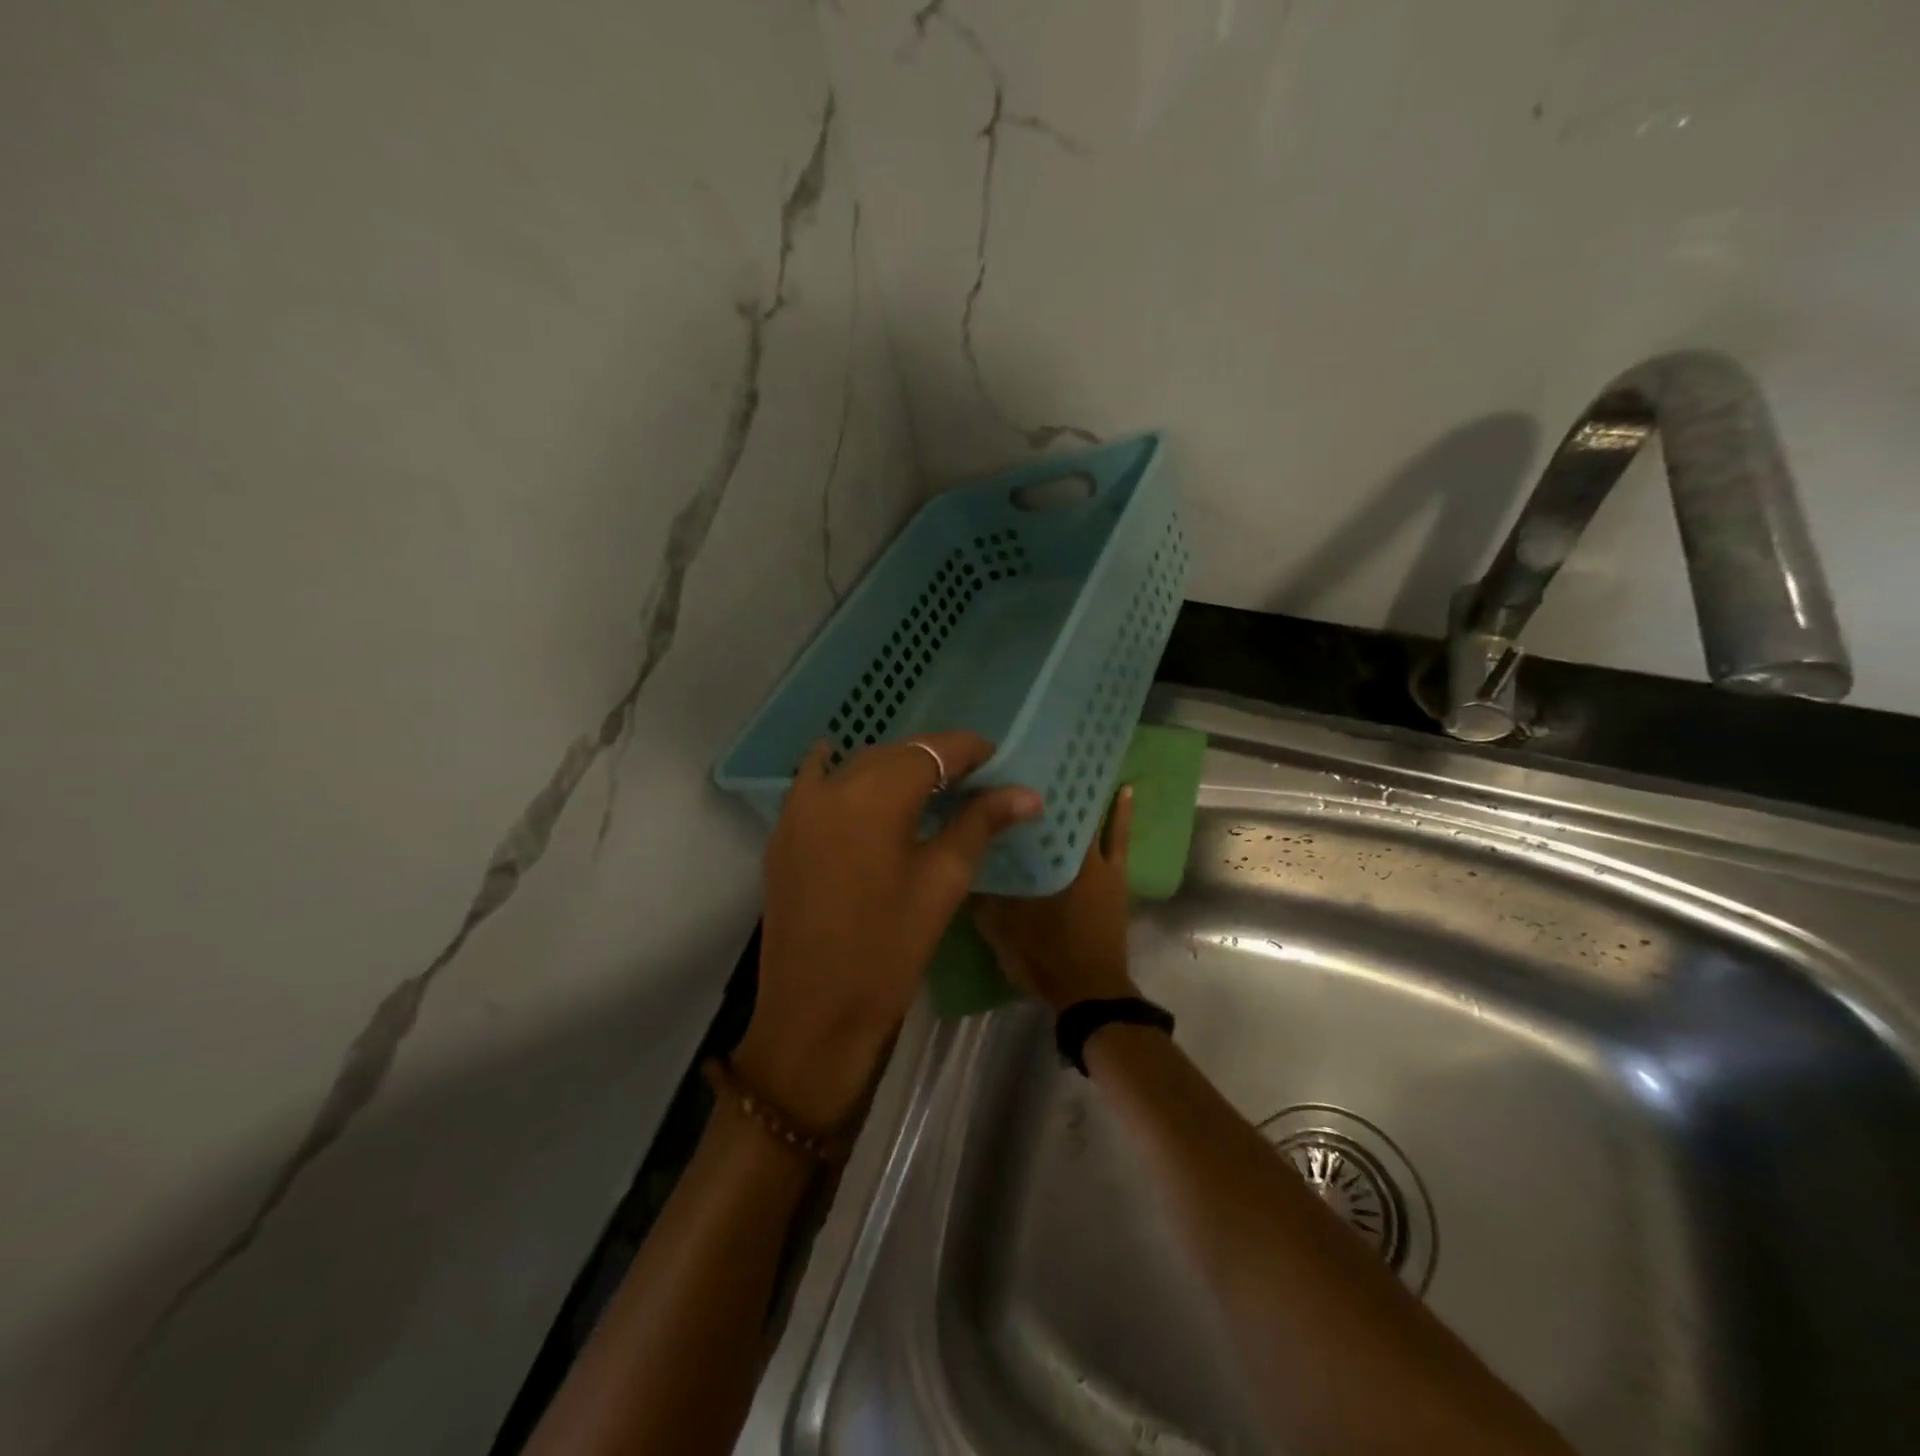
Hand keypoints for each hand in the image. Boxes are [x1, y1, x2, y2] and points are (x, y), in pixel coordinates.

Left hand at [736, 733, 1040, 1131]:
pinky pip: (815, 783)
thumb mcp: (942, 881)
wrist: (814, 1011)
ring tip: (926, 789)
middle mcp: (833, 787)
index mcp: (875, 795)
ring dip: (892, 768)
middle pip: (893, 754)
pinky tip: (852, 776)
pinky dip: (840, 772)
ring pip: (855, 766)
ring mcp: (799, 808)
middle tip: (971, 781)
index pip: (932, 750)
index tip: (997, 761)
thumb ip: (980, 824)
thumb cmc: (889, 948)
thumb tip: (1027, 794)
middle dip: (934, 759)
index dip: (968, 750)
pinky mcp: (784, 833)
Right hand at [975, 786, 1137, 1012]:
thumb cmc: (1044, 957)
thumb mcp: (1000, 928)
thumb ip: (983, 894)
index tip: (1013, 765)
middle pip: (1066, 812)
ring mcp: (1102, 867)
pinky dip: (1120, 814)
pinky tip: (1124, 790)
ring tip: (1076, 764)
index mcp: (1050, 864)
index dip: (1027, 790)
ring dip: (1084, 795)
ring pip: (1092, 819)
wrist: (1089, 994)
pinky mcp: (1115, 879)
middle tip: (1039, 762)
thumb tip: (966, 859)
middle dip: (1054, 788)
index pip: (1037, 815)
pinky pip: (1118, 838)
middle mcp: (1077, 857)